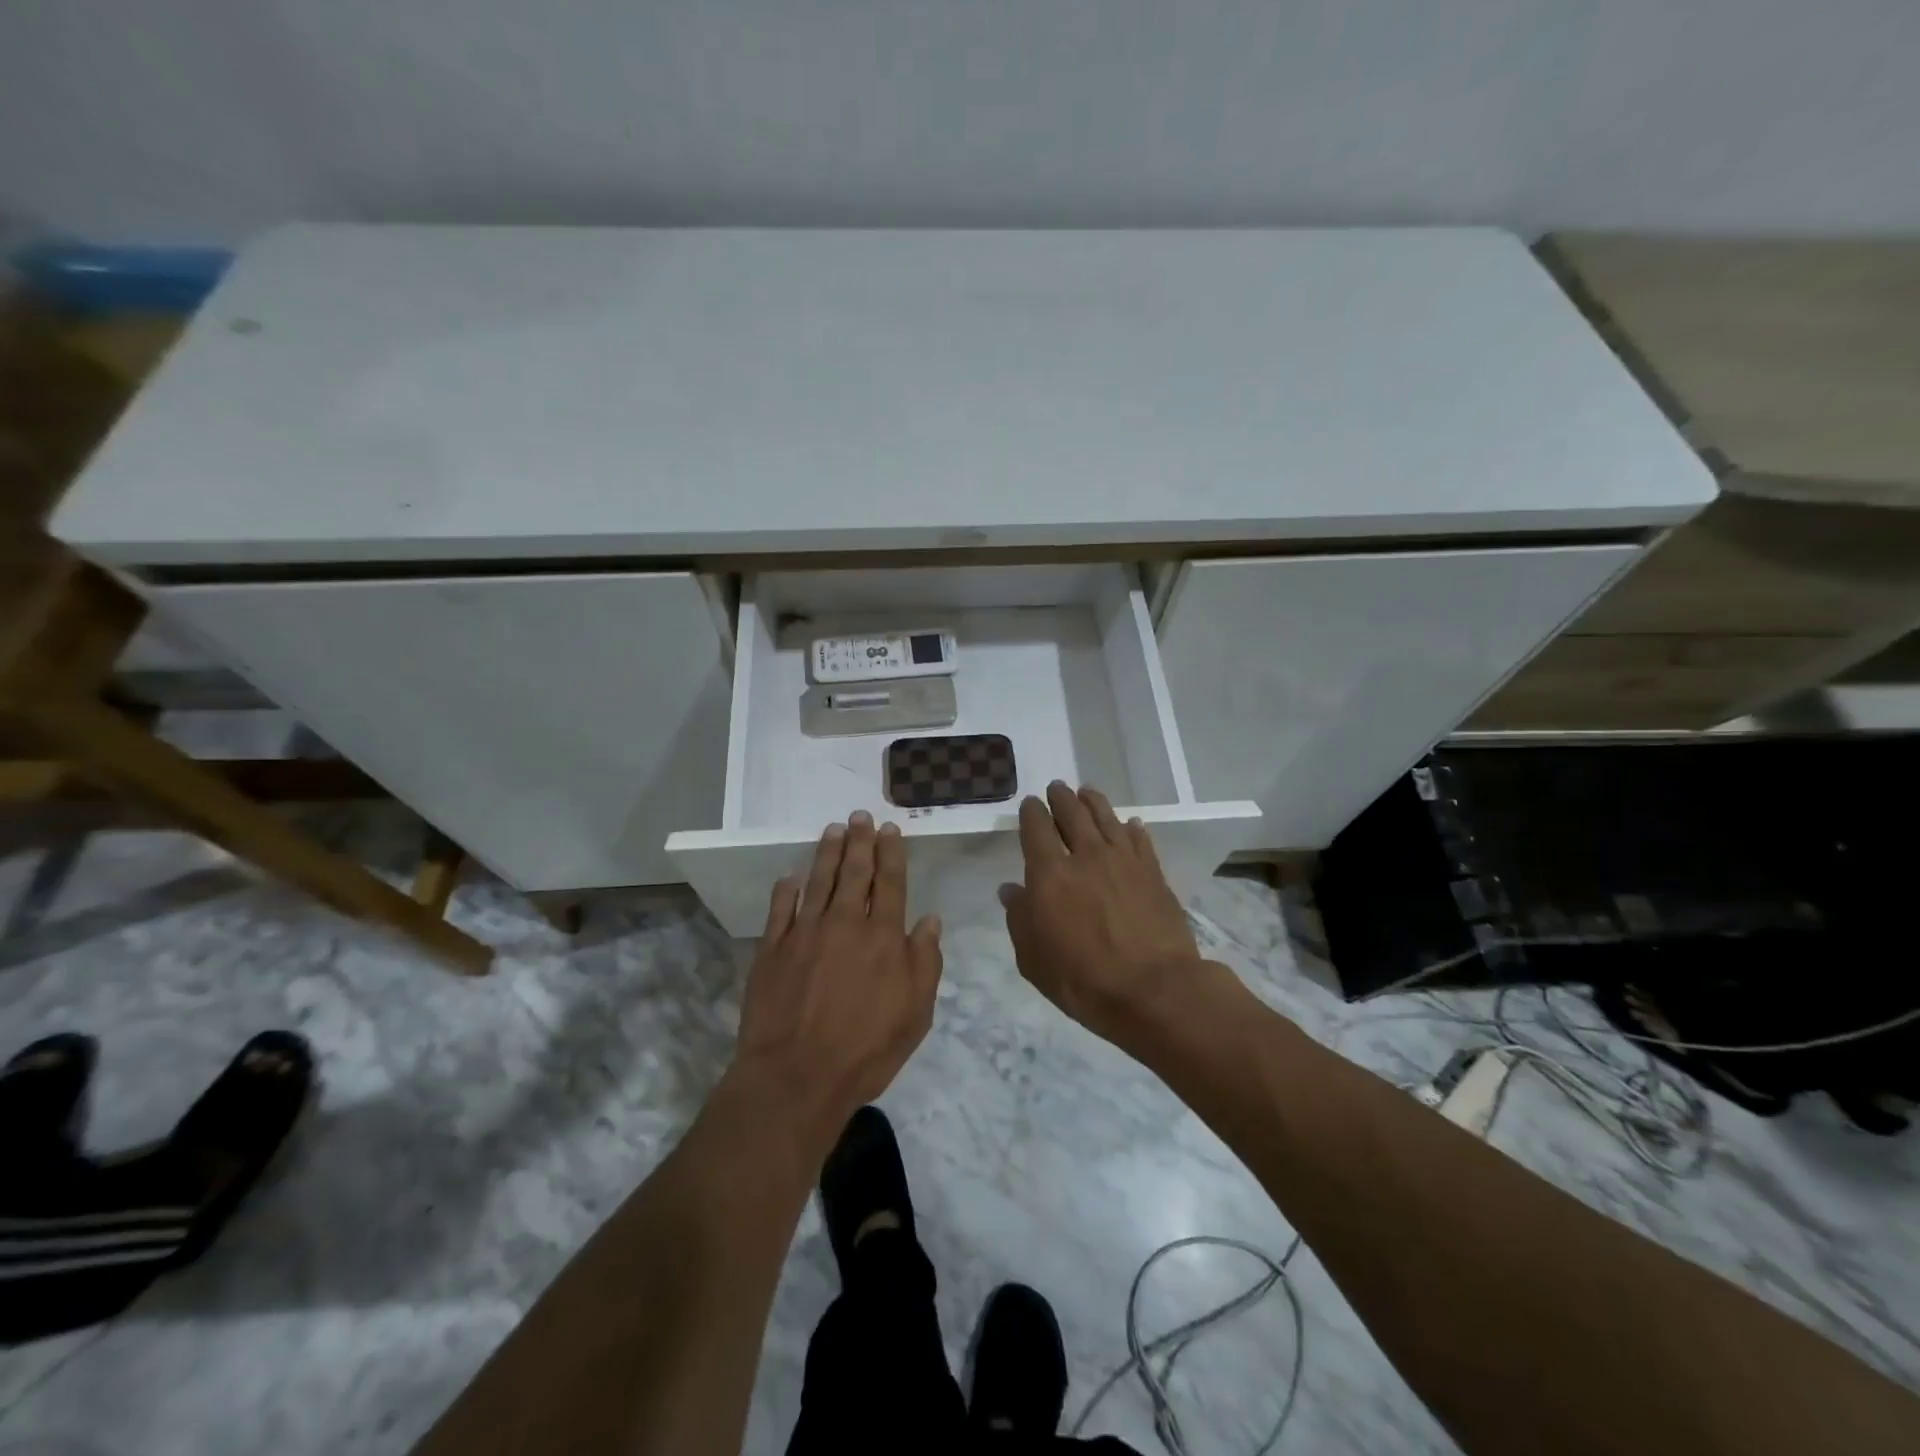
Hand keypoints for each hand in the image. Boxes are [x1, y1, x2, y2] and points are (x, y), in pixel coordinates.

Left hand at [733, 810, 943, 1141]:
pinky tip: (790, 877)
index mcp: (883, 936)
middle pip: (854, 873)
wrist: (797, 1076)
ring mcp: (804, 933)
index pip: (890, 883)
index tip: (889, 829)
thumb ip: (925, 961)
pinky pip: (780, 910)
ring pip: (818, 882)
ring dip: (827, 853)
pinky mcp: (771, 949)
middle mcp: (844, 923)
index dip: (890, 853)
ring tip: (833, 829)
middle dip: (859, 841)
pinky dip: (786, 890)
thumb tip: (931, 920)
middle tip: (860, 816)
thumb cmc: (867, 1049)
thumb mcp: (916, 1012)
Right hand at [1000, 782, 1207, 1049]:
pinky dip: (1132, 829)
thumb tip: (1010, 890)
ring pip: (1106, 818)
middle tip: (1057, 788)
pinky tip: (1130, 824)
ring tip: (1087, 792)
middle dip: (1061, 798)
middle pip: (1072, 814)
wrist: (1154, 990)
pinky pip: (1140, 840)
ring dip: (1094, 802)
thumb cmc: (1083, 980)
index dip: (1032, 812)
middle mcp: (1086, 856)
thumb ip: (1019, 919)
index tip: (1030, 804)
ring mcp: (1124, 861)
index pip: (1036, 828)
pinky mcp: (1153, 872)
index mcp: (1050, 874)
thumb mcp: (1034, 960)